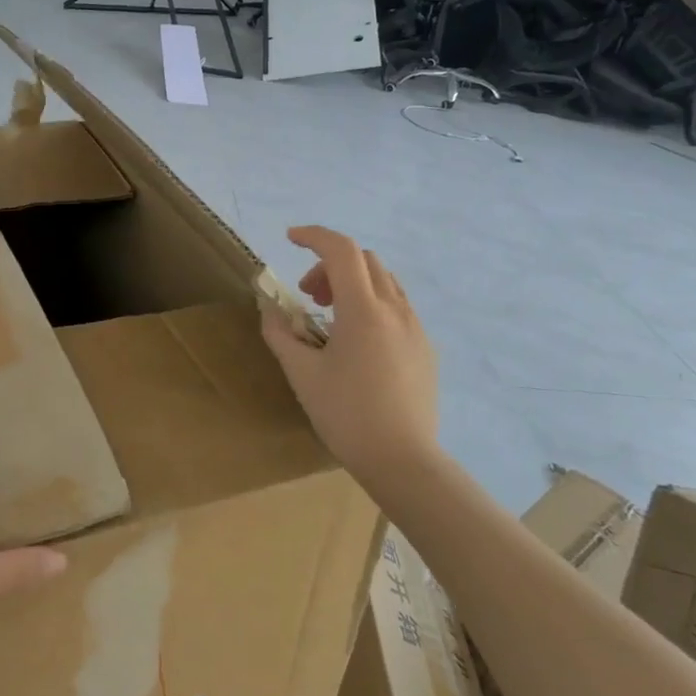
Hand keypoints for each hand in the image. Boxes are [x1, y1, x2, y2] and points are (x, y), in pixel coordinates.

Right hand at [259, 225, 439, 480]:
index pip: (341, 250)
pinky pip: (397, 306)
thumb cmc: (346, 415)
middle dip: (330, 265)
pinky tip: (358, 341)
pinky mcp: (425, 347)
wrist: (403, 460)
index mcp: (363, 310)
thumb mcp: (302, 374)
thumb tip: (269, 310)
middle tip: (309, 296)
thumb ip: (281, 334)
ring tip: (331, 317)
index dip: (314, 236)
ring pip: (384, 281)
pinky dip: (372, 303)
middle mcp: (395, 309)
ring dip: (353, 283)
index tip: (289, 239)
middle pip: (364, 260)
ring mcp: (415, 327)